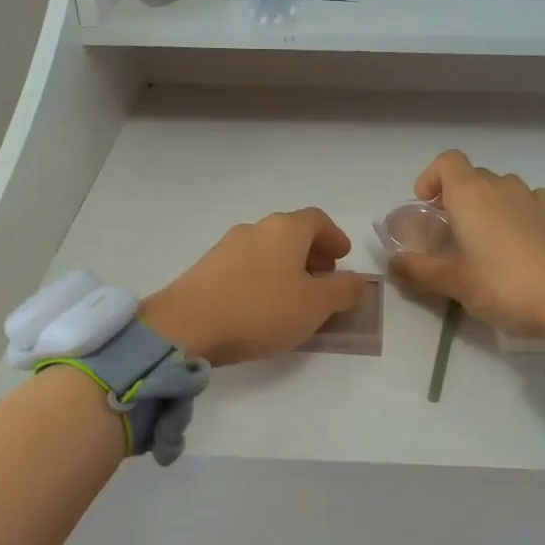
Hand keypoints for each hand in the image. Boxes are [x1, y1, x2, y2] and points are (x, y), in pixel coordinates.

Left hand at [142, 208, 366, 365]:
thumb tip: (357, 281)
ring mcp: (227, 246)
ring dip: (287, 267)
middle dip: (312, 253)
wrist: (186, 325)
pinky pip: (246, 266)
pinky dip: (263, 278)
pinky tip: (262, 307)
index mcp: (285, 229)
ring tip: (294, 298)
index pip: (318, 220)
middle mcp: (256, 228)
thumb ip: (343, 291)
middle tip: (324, 279)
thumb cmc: (260, 309)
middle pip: (291, 233)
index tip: (343, 258)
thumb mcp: (315, 305)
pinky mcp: (206, 268)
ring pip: (267, 249)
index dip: (334, 237)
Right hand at [387, 151, 544, 349]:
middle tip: (446, 232)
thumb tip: (392, 264)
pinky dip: (512, 211)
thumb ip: (417, 270)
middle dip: (454, 197)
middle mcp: (500, 186)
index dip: (431, 178)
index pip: (446, 161)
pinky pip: (525, 200)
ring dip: (484, 204)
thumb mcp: (452, 282)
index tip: (425, 207)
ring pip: (499, 187)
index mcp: (470, 194)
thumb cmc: (502, 284)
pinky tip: (512, 240)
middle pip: (471, 176)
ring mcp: (531, 198)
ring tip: (479, 238)